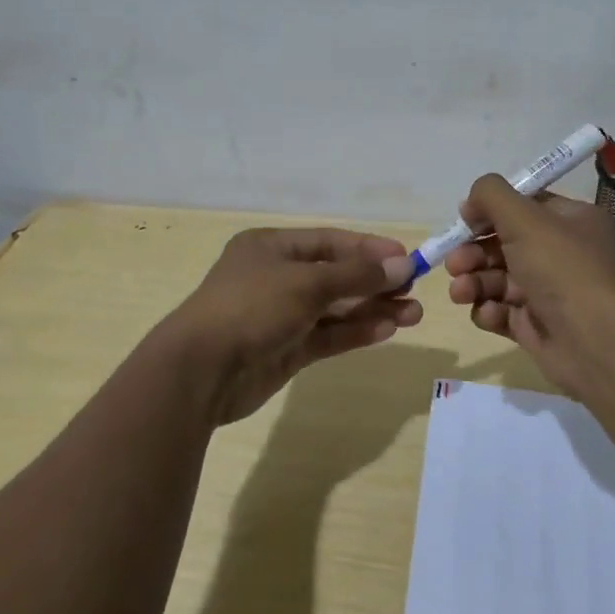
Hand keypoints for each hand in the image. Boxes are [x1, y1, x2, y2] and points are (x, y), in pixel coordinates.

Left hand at [164, 227, 420, 423]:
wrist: (200, 372)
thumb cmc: (251, 308)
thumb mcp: (306, 284)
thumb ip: (355, 276)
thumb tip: (401, 265)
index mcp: (272, 248)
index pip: (330, 242)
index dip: (369, 249)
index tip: (406, 258)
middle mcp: (277, 277)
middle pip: (336, 275)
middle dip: (375, 282)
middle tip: (414, 289)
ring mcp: (281, 315)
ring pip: (336, 308)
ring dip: (372, 309)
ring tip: (414, 314)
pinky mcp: (286, 350)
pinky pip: (327, 335)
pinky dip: (355, 332)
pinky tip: (387, 330)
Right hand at [444, 176, 614, 402]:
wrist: (597, 344)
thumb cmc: (563, 270)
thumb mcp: (526, 218)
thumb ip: (492, 195)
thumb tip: (472, 202)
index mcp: (571, 221)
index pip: (525, 205)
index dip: (491, 209)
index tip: (465, 218)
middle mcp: (562, 253)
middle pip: (504, 243)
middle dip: (474, 251)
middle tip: (454, 262)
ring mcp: (548, 292)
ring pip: (497, 279)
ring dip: (474, 281)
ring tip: (461, 292)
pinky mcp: (535, 326)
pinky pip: (502, 311)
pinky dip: (489, 311)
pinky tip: (489, 314)